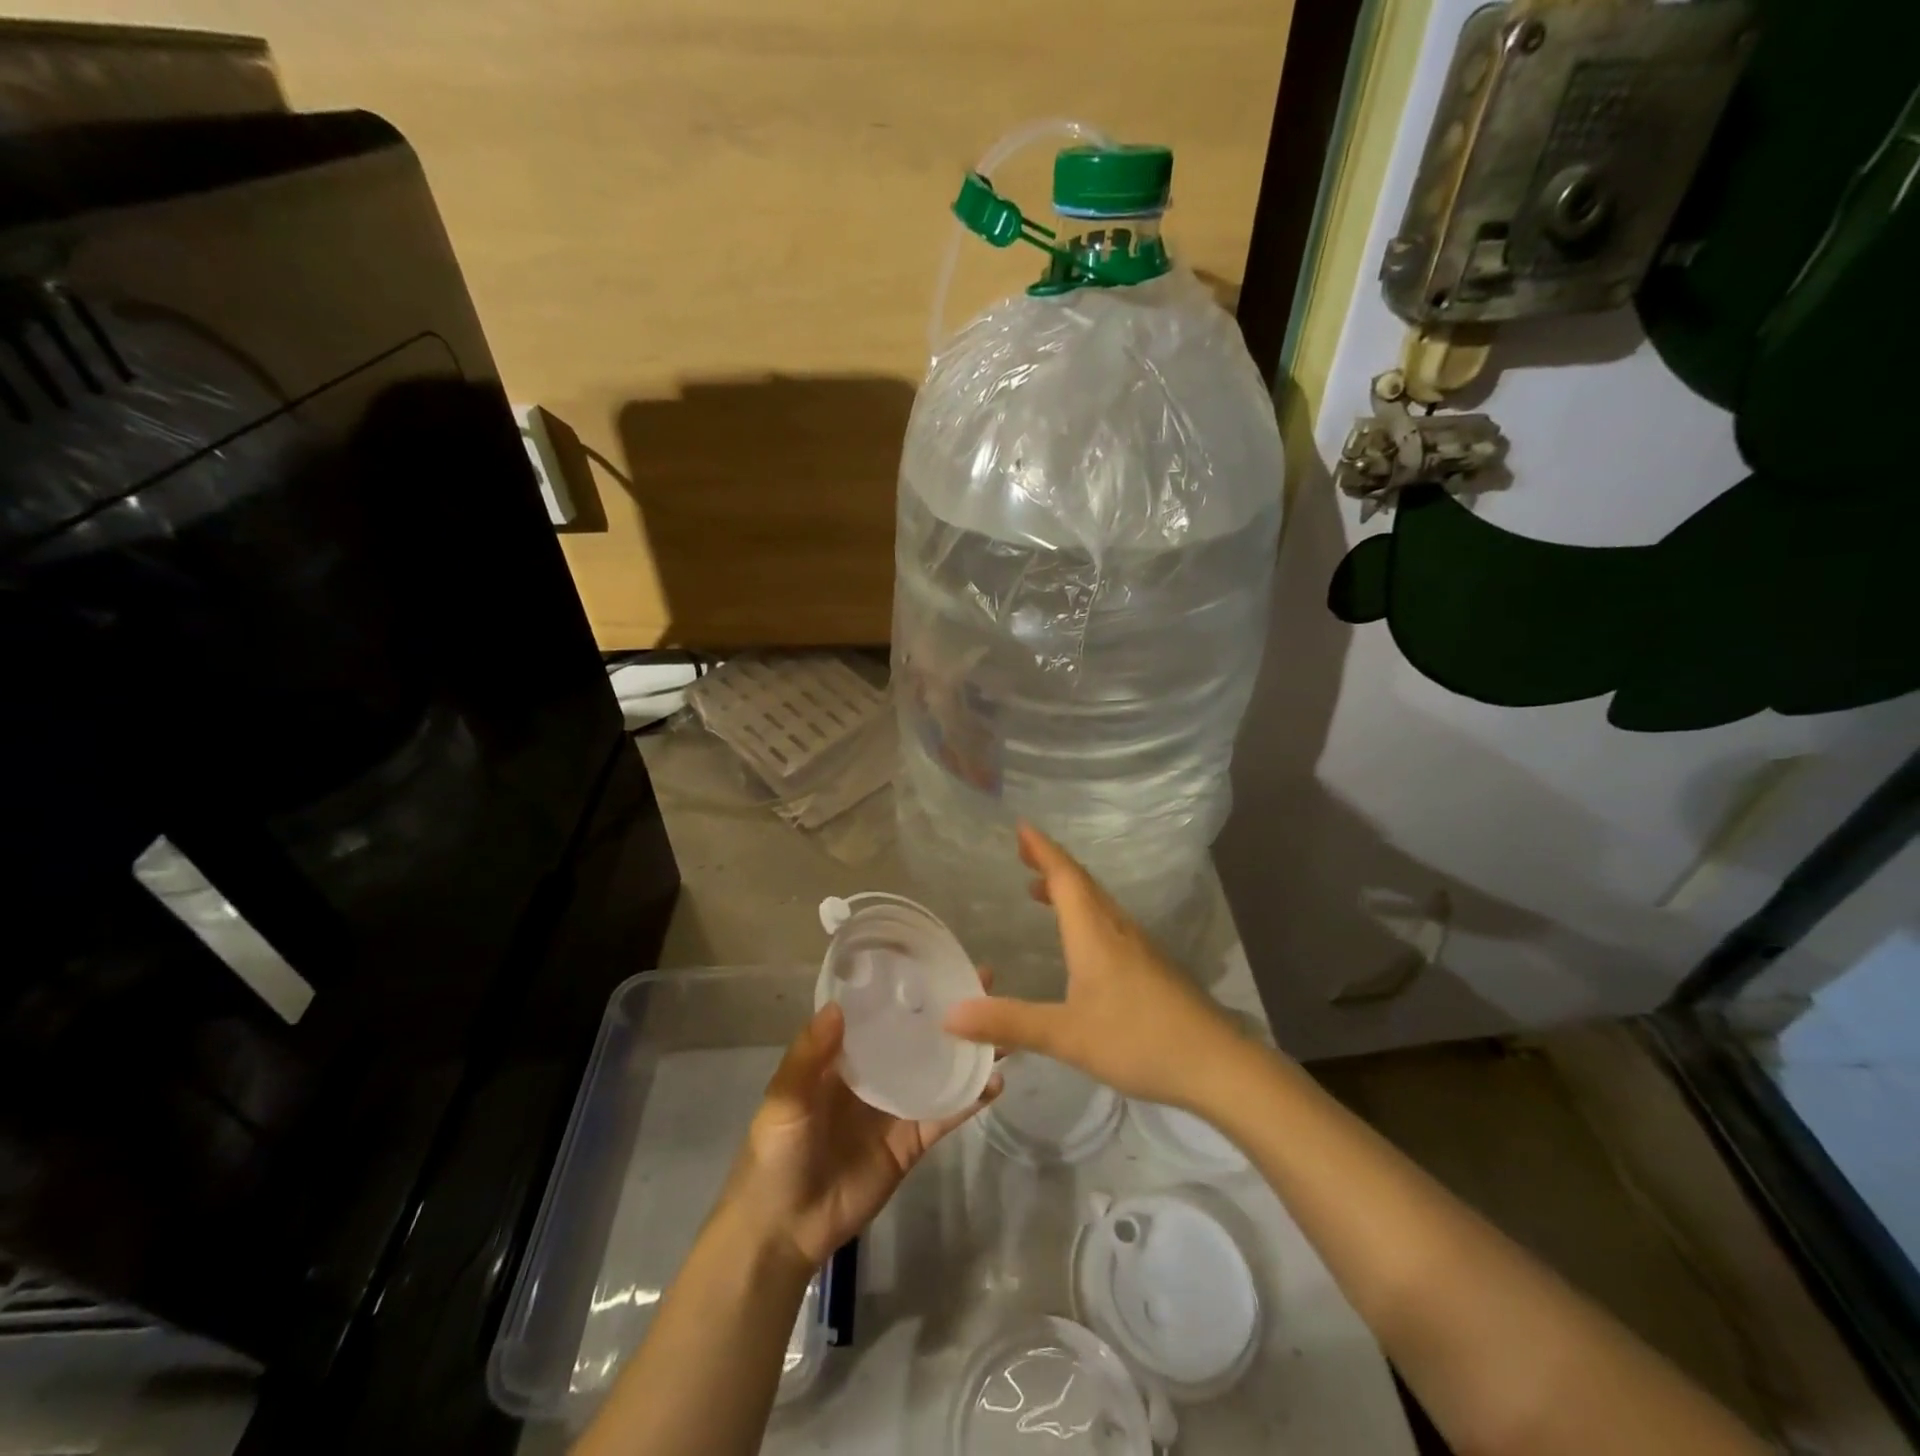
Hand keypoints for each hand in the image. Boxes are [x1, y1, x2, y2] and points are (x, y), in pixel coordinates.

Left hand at [722, 1000, 1002, 1272]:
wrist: (783, 1230)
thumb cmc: (775, 1154)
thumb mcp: (784, 1099)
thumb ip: (809, 1055)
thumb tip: (839, 1005)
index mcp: (844, 1055)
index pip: (880, 1010)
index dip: (906, 985)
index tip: (936, 960)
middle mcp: (875, 1072)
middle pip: (917, 1034)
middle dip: (948, 1010)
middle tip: (986, 983)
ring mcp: (896, 1106)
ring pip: (939, 1069)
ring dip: (967, 1050)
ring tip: (1003, 1029)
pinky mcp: (912, 1141)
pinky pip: (945, 1114)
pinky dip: (970, 1099)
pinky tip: (995, 1082)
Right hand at [943, 823, 1241, 1109]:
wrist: (1216, 1063)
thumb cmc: (1138, 1039)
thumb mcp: (1067, 1035)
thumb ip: (1010, 1023)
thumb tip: (950, 1014)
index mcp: (1094, 932)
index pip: (1065, 877)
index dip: (1042, 850)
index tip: (1022, 827)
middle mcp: (1117, 929)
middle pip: (1082, 883)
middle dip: (1051, 864)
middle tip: (1023, 853)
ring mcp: (1140, 947)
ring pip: (1098, 904)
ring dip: (1068, 889)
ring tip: (1040, 892)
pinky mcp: (1153, 967)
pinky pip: (1110, 924)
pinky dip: (1085, 914)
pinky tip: (1081, 941)